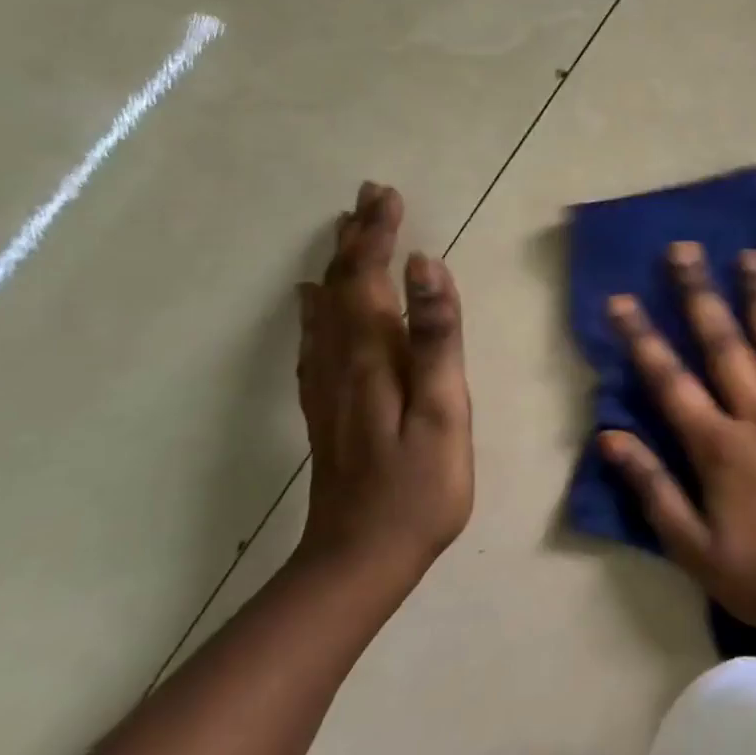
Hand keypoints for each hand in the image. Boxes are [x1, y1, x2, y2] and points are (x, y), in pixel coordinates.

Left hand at [295, 182, 472, 602]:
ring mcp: (328, 386)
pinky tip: (312, 302)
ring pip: (326, 309)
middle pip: (343, 286)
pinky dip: (316, 309)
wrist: (360, 559)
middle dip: (358, 238)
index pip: (370, 278)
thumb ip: (436, 338)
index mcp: (373, 356)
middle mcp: (341, 361)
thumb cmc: (419, 487)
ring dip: (339, 265)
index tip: (388, 195)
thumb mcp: (443, 411)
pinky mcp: (327, 408)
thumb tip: (427, 266)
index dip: (379, 234)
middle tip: (370, 197)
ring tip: (347, 232)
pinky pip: (315, 341)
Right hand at [600, 242, 755, 634]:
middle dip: (700, 294)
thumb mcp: (693, 547)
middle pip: (725, 344)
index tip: (622, 299)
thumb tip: (611, 438)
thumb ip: (653, 489)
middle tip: (685, 249)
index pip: (671, 381)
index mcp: (720, 446)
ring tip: (752, 255)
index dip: (642, 338)